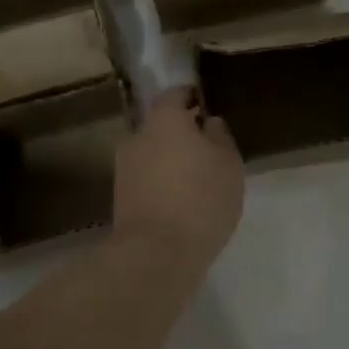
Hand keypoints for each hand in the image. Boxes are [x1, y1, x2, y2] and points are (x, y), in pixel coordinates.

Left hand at [113, 88, 245, 265]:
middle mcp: (137, 136)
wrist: (156, 254)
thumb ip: (219, 136)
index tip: (206, 106)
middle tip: (206, 148)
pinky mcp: (120, 197)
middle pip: (160, 125)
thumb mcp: (228, 164)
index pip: (175, 94)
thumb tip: (208, 122)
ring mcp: (124, 168)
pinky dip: (161, 182)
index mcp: (164, 119)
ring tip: (196, 179)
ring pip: (152, 153)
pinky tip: (180, 200)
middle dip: (180, 133)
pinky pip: (146, 178)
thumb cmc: (201, 198)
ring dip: (170, 160)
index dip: (191, 97)